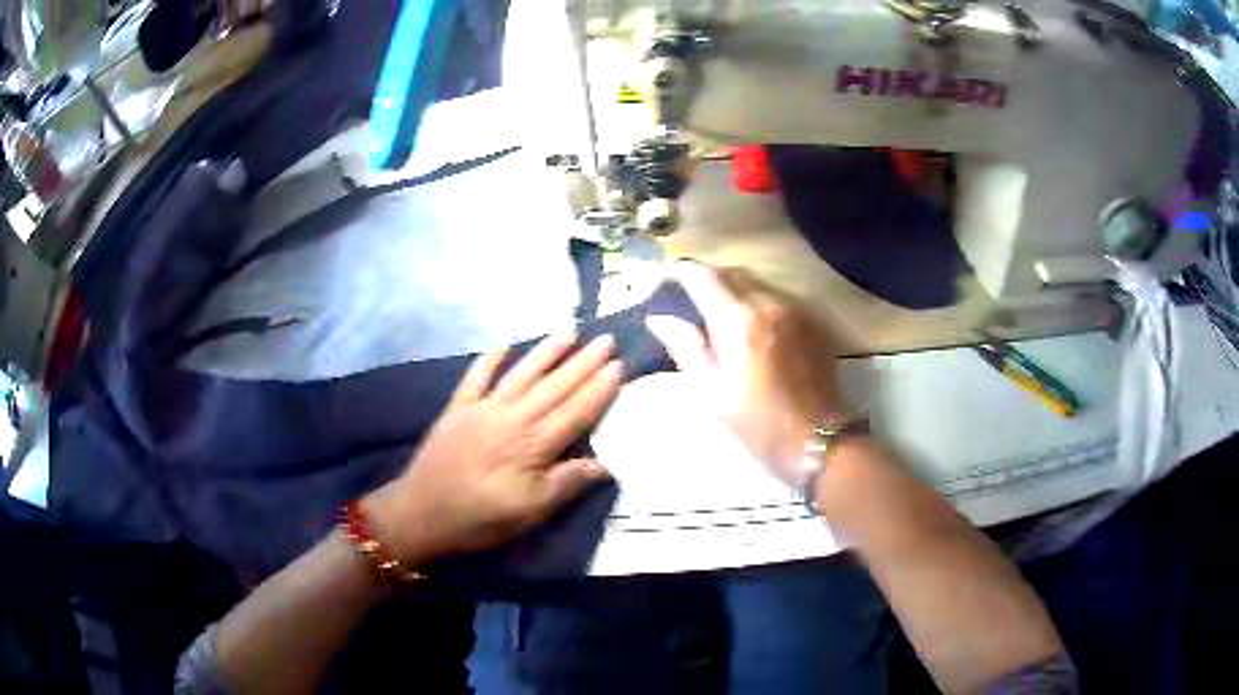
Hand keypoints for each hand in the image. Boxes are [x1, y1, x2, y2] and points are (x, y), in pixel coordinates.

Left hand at [363, 334, 623, 564]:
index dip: (599, 389)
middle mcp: (511, 418)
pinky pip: (475, 378)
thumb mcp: (529, 512)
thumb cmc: (479, 519)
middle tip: (606, 340)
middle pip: (553, 387)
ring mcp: (481, 410)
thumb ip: (565, 484)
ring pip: (521, 375)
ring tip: (569, 332)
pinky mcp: (457, 410)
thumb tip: (604, 464)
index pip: (574, 412)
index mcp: (532, 445)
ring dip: (546, 353)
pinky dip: (489, 360)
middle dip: (582, 363)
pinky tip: (503, 345)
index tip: (619, 365)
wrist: (419, 513)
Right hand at [647, 263, 845, 485]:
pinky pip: (777, 298)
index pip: (703, 276)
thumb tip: (659, 319)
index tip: (662, 280)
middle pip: (731, 273)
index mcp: (739, 321)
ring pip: (756, 283)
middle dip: (705, 278)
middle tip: (685, 298)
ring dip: (732, 290)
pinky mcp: (813, 321)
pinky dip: (756, 303)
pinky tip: (750, 328)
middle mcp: (770, 303)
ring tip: (716, 312)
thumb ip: (686, 348)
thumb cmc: (759, 425)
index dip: (678, 271)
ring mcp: (796, 309)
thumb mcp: (712, 393)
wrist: (820, 441)